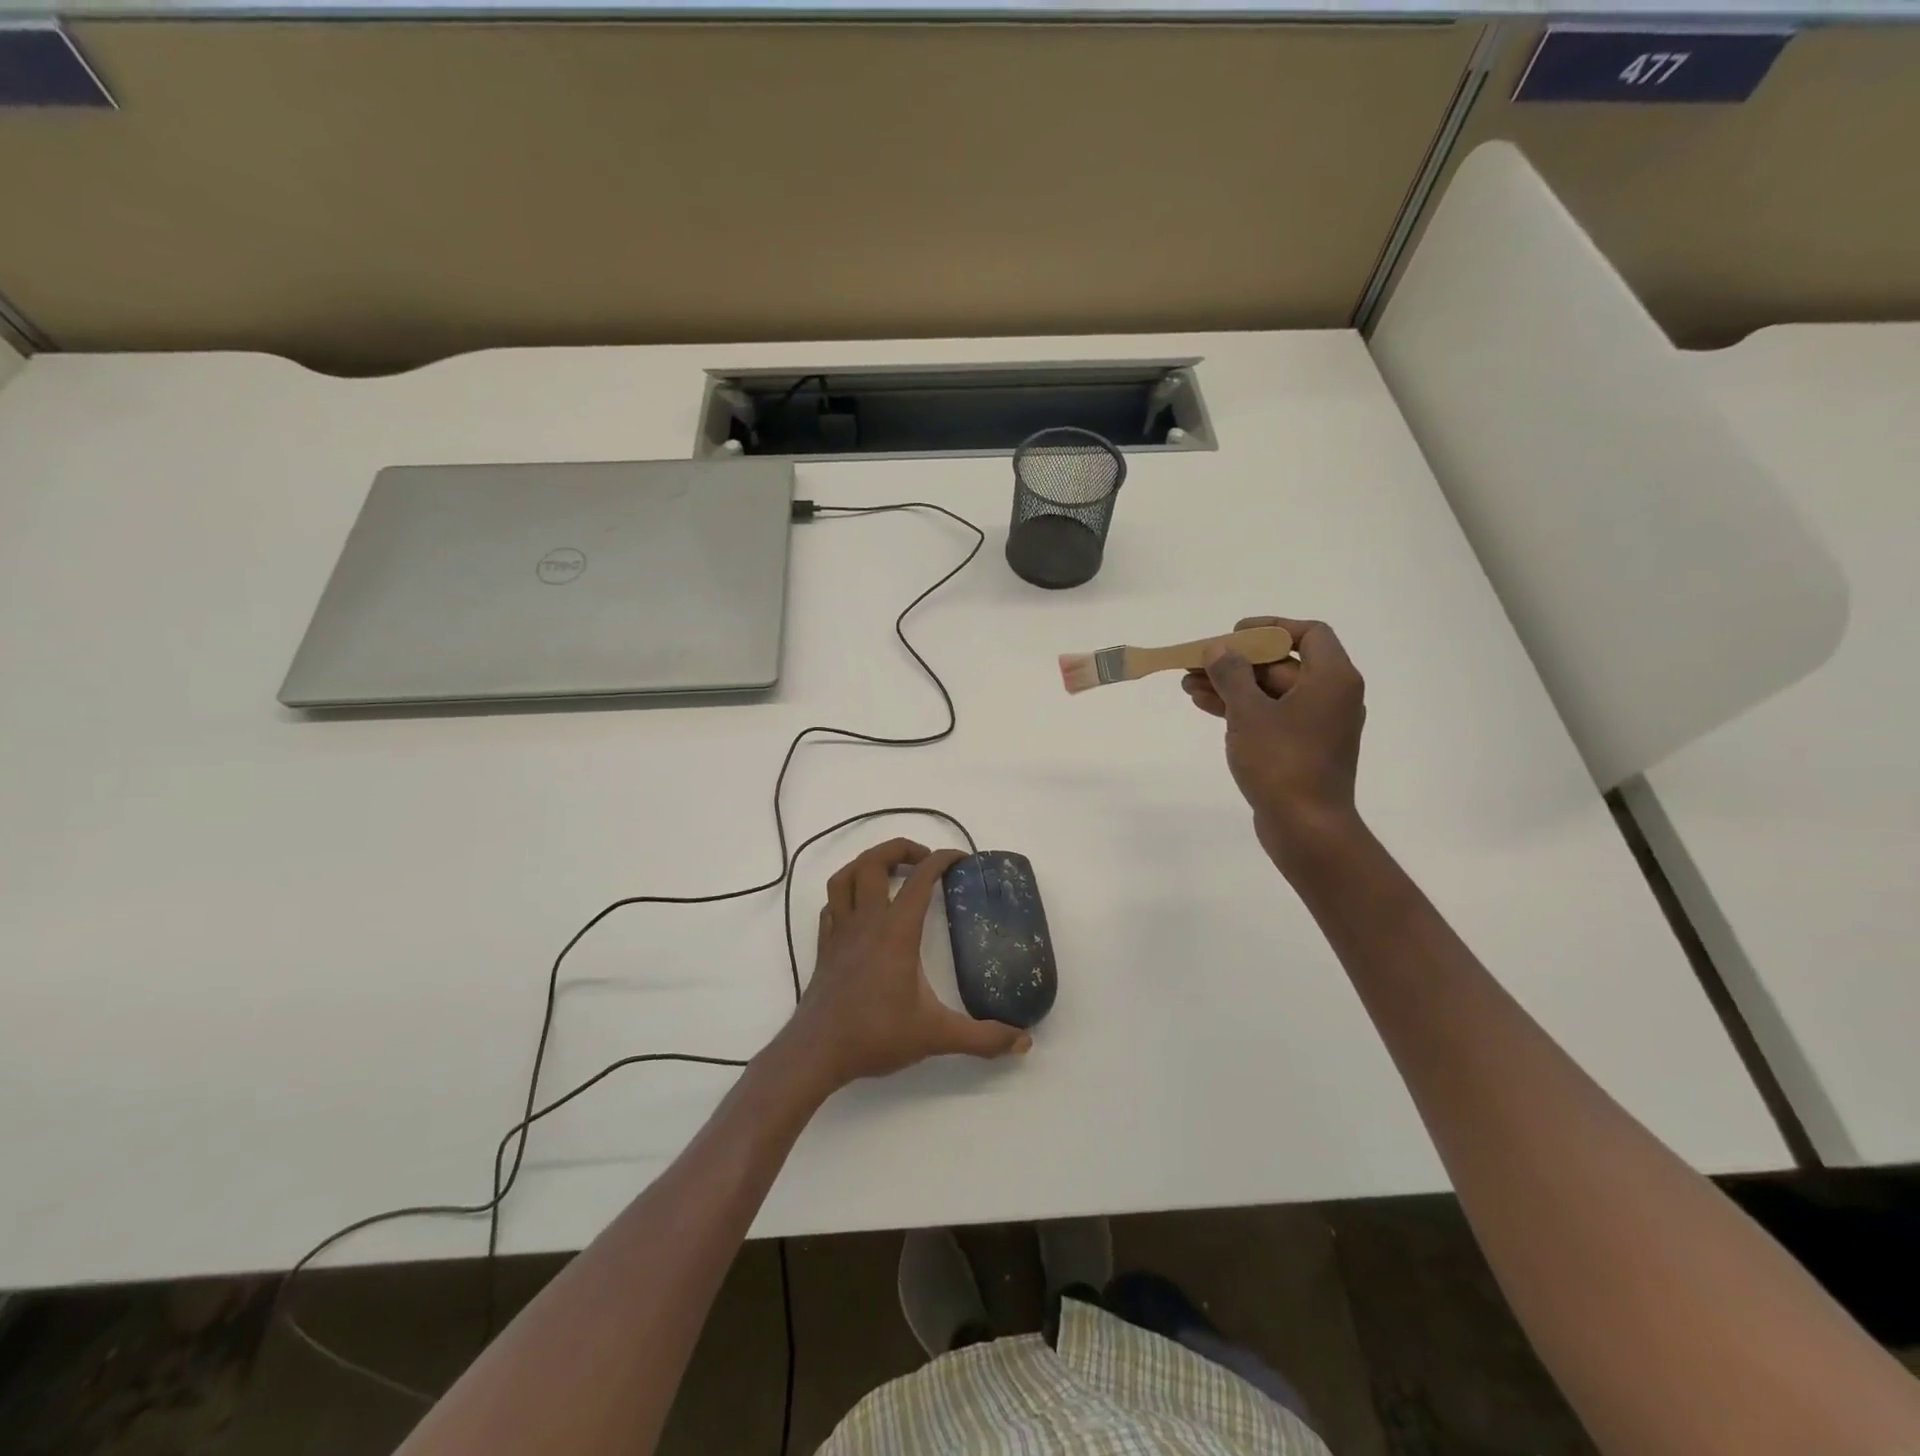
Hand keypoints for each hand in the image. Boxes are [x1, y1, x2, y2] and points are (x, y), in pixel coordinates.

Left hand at [783, 838, 1030, 1093]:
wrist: (816, 1053)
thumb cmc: (876, 1036)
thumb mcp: (936, 1036)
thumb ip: (982, 1038)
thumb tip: (1024, 1042)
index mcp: (896, 931)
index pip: (920, 879)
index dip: (941, 860)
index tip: (959, 858)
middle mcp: (866, 922)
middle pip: (873, 862)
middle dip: (899, 849)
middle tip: (923, 859)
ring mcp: (839, 932)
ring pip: (844, 877)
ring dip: (866, 863)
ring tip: (889, 871)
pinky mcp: (824, 947)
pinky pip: (831, 905)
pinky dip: (846, 894)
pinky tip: (859, 908)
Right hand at [1181, 616, 1366, 870]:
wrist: (1306, 828)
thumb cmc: (1282, 762)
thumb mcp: (1249, 712)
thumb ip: (1232, 674)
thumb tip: (1219, 650)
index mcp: (1332, 679)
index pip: (1310, 633)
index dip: (1270, 628)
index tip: (1234, 635)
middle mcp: (1331, 697)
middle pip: (1282, 664)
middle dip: (1237, 662)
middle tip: (1197, 663)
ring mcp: (1316, 725)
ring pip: (1270, 692)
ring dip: (1231, 686)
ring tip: (1188, 685)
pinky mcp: (1301, 749)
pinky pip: (1270, 716)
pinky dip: (1241, 709)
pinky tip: (1205, 706)